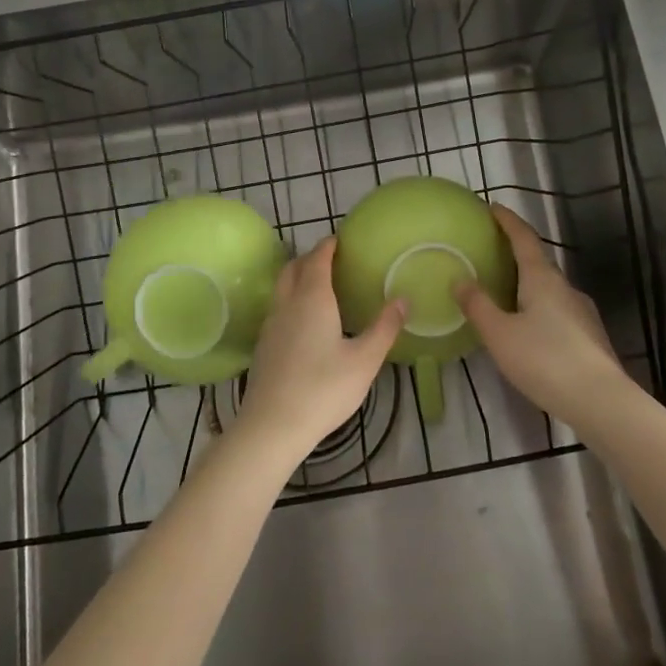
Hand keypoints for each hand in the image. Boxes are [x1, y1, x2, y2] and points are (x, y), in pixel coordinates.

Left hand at [235, 237, 405, 457]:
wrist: (272, 426)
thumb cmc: (323, 389)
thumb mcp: (364, 360)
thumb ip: (384, 328)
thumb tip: (402, 299)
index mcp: (313, 299)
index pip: (318, 259)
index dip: (328, 246)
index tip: (340, 240)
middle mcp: (287, 304)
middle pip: (294, 268)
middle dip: (311, 257)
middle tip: (331, 259)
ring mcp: (271, 325)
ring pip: (282, 287)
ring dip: (298, 277)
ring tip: (319, 285)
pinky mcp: (263, 345)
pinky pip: (277, 308)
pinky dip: (291, 299)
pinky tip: (304, 321)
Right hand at [458, 206, 630, 426]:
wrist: (602, 401)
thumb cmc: (545, 360)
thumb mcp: (500, 334)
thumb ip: (478, 306)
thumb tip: (460, 279)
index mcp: (543, 279)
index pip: (524, 239)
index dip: (508, 221)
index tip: (493, 207)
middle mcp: (565, 288)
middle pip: (538, 262)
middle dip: (515, 253)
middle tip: (491, 251)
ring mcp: (582, 312)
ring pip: (549, 289)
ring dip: (527, 283)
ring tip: (505, 292)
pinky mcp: (589, 336)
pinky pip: (557, 311)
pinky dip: (538, 307)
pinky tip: (529, 328)